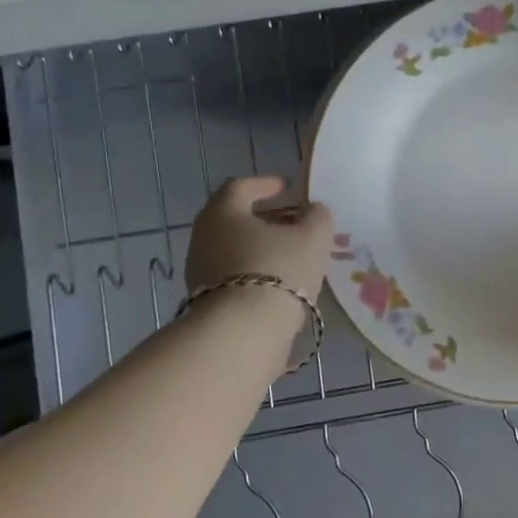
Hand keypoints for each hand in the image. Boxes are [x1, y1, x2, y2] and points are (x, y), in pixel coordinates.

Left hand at [185, 176, 332, 300]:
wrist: (243, 333)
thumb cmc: (278, 270)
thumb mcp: (312, 237)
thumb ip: (317, 217)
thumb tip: (313, 211)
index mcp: (224, 212)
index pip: (240, 187)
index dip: (265, 184)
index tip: (285, 187)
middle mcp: (203, 237)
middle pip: (235, 219)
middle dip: (266, 218)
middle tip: (293, 223)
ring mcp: (200, 272)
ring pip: (234, 249)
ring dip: (261, 248)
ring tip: (292, 256)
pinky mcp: (206, 302)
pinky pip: (234, 277)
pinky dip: (256, 272)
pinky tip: (280, 283)